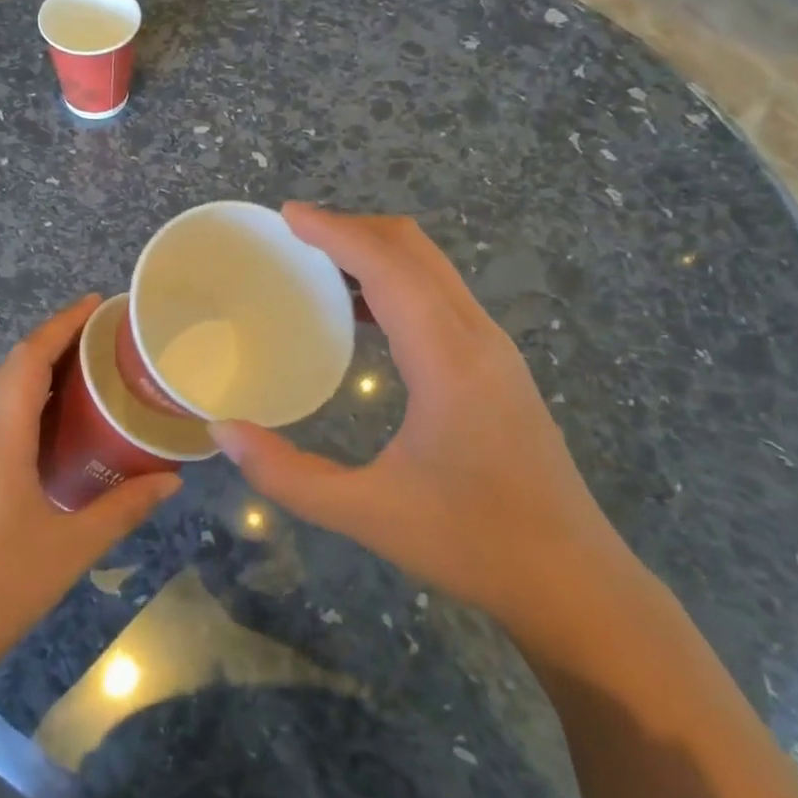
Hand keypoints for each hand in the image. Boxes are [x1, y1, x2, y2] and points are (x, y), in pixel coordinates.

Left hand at [0, 296, 181, 685]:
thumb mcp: (71, 546)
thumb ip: (124, 507)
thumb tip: (172, 480)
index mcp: (0, 436)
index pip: (29, 358)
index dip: (61, 323)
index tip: (95, 302)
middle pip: (13, 367)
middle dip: (54, 340)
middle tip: (102, 336)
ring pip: (1, 392)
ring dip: (39, 371)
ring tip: (87, 372)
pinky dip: (26, 402)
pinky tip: (55, 426)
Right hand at [210, 205, 630, 626]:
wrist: (574, 582)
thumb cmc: (472, 544)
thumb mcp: (367, 514)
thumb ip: (287, 475)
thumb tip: (223, 432)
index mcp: (447, 358)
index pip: (387, 266)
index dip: (335, 231)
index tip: (287, 215)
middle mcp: (476, 336)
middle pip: (413, 249)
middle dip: (353, 228)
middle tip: (294, 233)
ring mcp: (493, 348)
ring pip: (431, 268)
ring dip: (375, 251)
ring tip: (318, 262)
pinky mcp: (496, 364)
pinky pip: (439, 295)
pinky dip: (395, 280)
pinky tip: (360, 311)